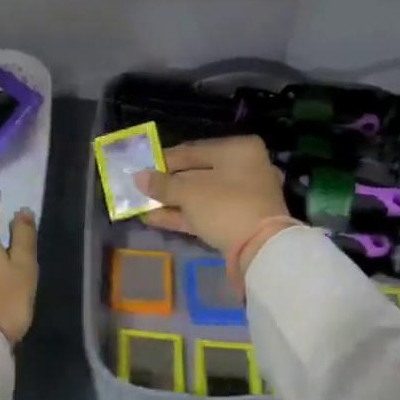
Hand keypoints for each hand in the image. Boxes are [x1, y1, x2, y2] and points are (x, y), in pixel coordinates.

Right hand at [136, 137, 289, 254]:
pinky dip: (183, 215)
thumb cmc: (226, 206)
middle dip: (167, 184)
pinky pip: (206, 212)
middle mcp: (243, 168)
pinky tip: (155, 218)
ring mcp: (243, 196)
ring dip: (172, 202)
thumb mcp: (189, 192)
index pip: (192, 150)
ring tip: (143, 206)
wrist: (261, 250)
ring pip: (200, 195)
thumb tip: (138, 177)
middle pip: (196, 173)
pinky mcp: (238, 220)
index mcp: (237, 150)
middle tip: (141, 190)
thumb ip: (162, 184)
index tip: (140, 169)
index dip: (163, 160)